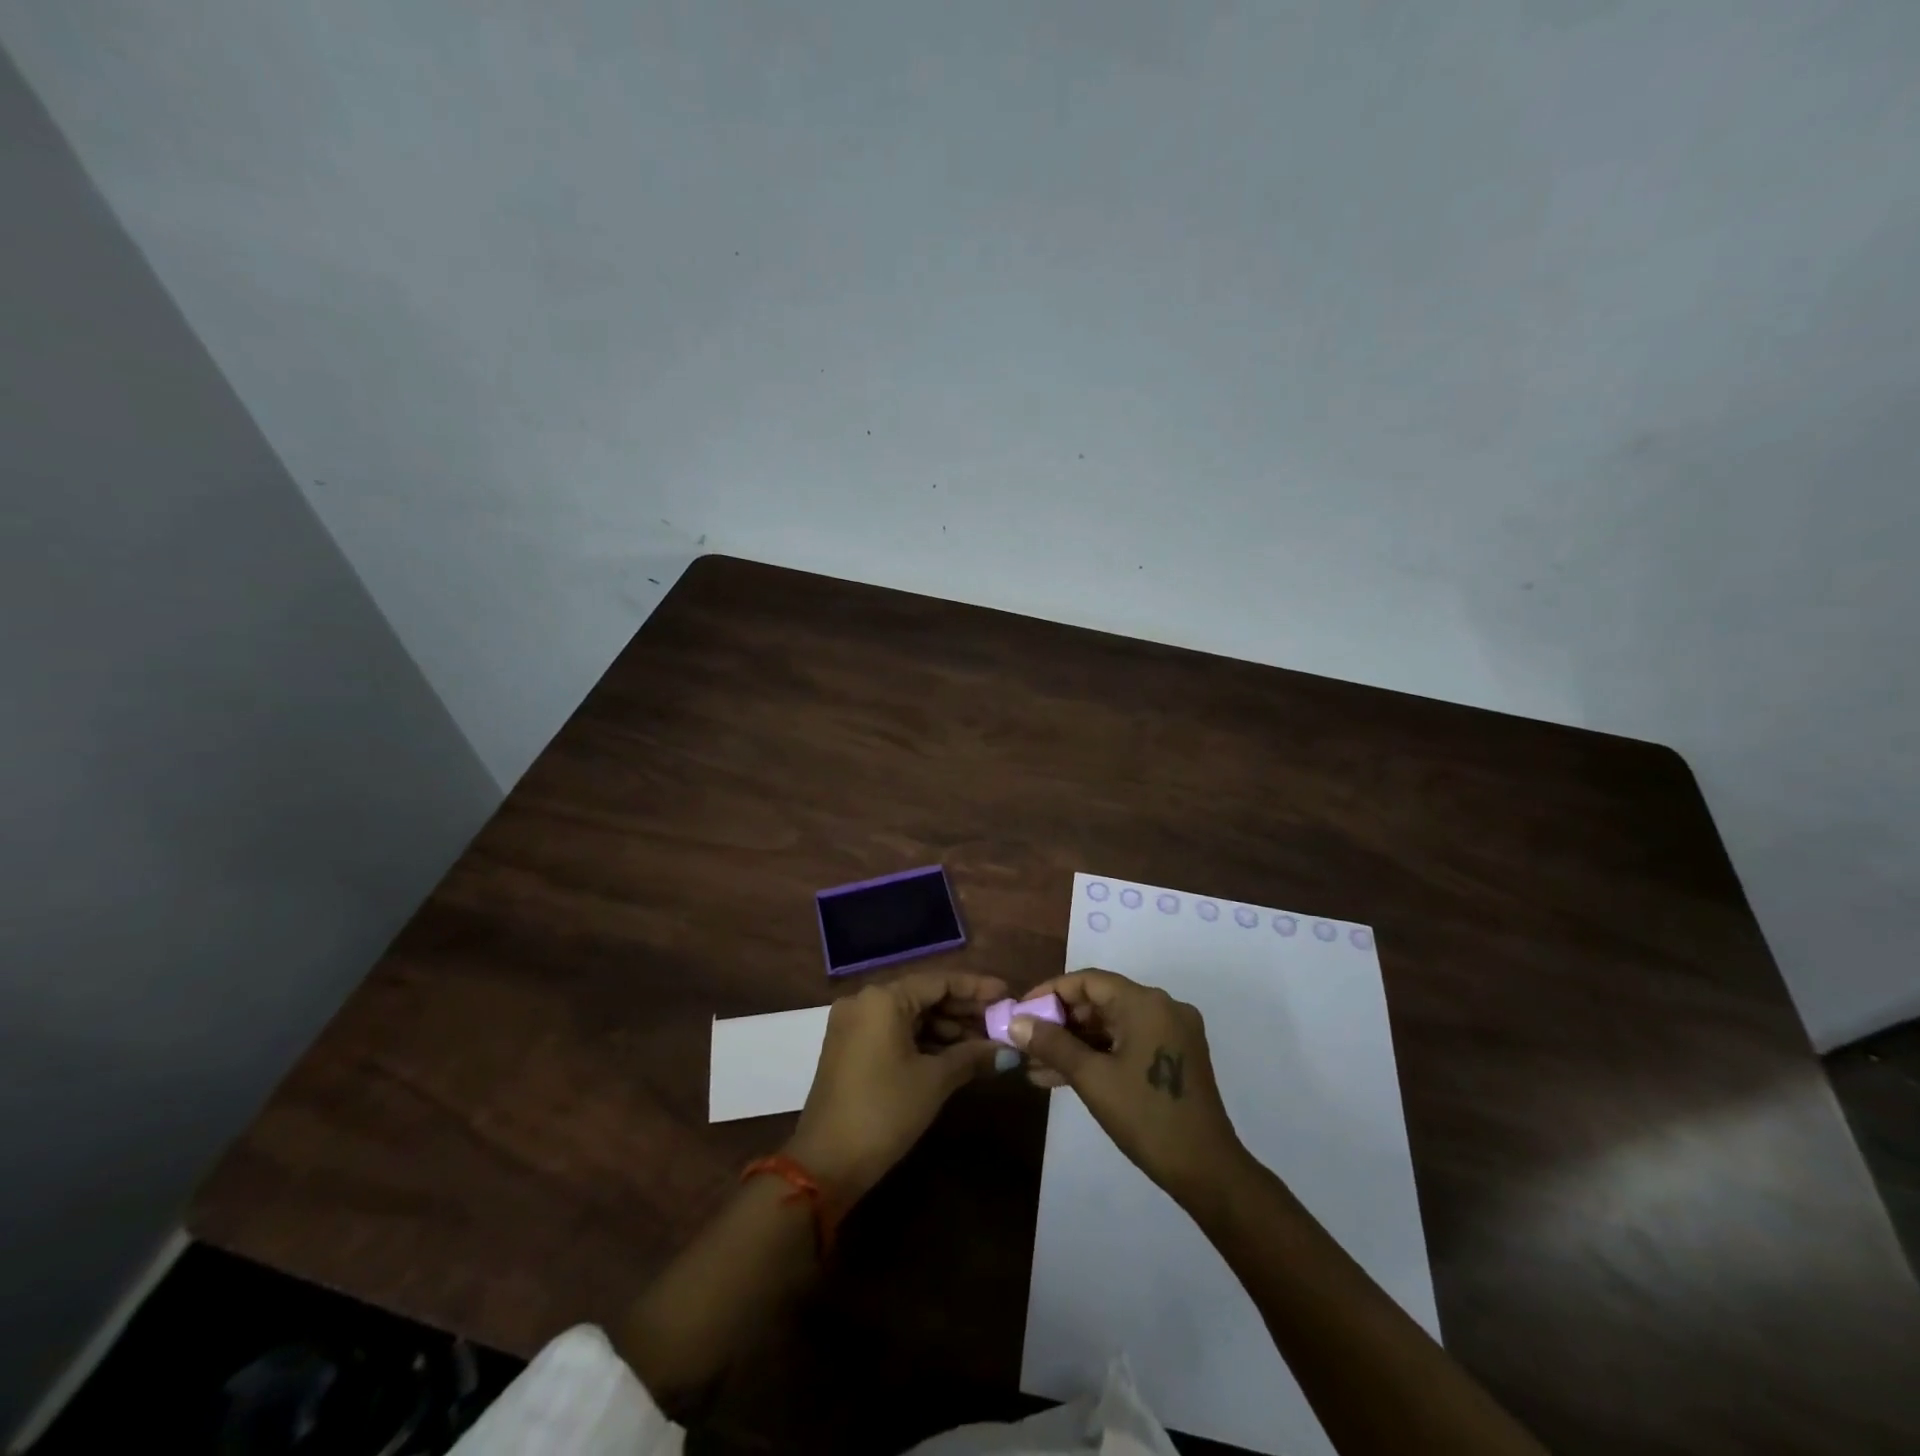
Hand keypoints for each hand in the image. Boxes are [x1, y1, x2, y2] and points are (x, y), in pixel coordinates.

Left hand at [786, 969, 1006, 1206]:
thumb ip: (972, 1056)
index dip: (976, 988)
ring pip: (910, 1016)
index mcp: (883, 998)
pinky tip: (955, 1056)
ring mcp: (854, 1025)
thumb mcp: (934, 1081)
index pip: (939, 982)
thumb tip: (1008, 1050)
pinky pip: (895, 1033)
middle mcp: (865, 1001)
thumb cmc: (884, 1111)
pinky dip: (923, 1042)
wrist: (826, 1163)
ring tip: (984, 1044)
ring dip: (946, 1029)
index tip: (1007, 994)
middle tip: (1000, 1023)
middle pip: (924, 996)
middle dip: (963, 1011)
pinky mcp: (850, 1049)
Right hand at [1010, 968, 1248, 1204]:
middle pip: (1100, 1001)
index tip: (1021, 1013)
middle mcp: (1162, 1007)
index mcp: (1146, 1003)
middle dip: (1060, 1023)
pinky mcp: (1174, 1056)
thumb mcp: (1092, 1078)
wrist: (1207, 1172)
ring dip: (1075, 1044)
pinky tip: (1063, 1076)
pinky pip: (1127, 1043)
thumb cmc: (1146, 1117)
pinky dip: (1098, 1055)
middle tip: (1025, 1043)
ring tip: (1035, 1067)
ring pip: (1111, 1026)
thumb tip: (1016, 1023)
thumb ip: (1052, 1044)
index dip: (1050, 993)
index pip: (1088, 981)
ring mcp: (1171, 1032)